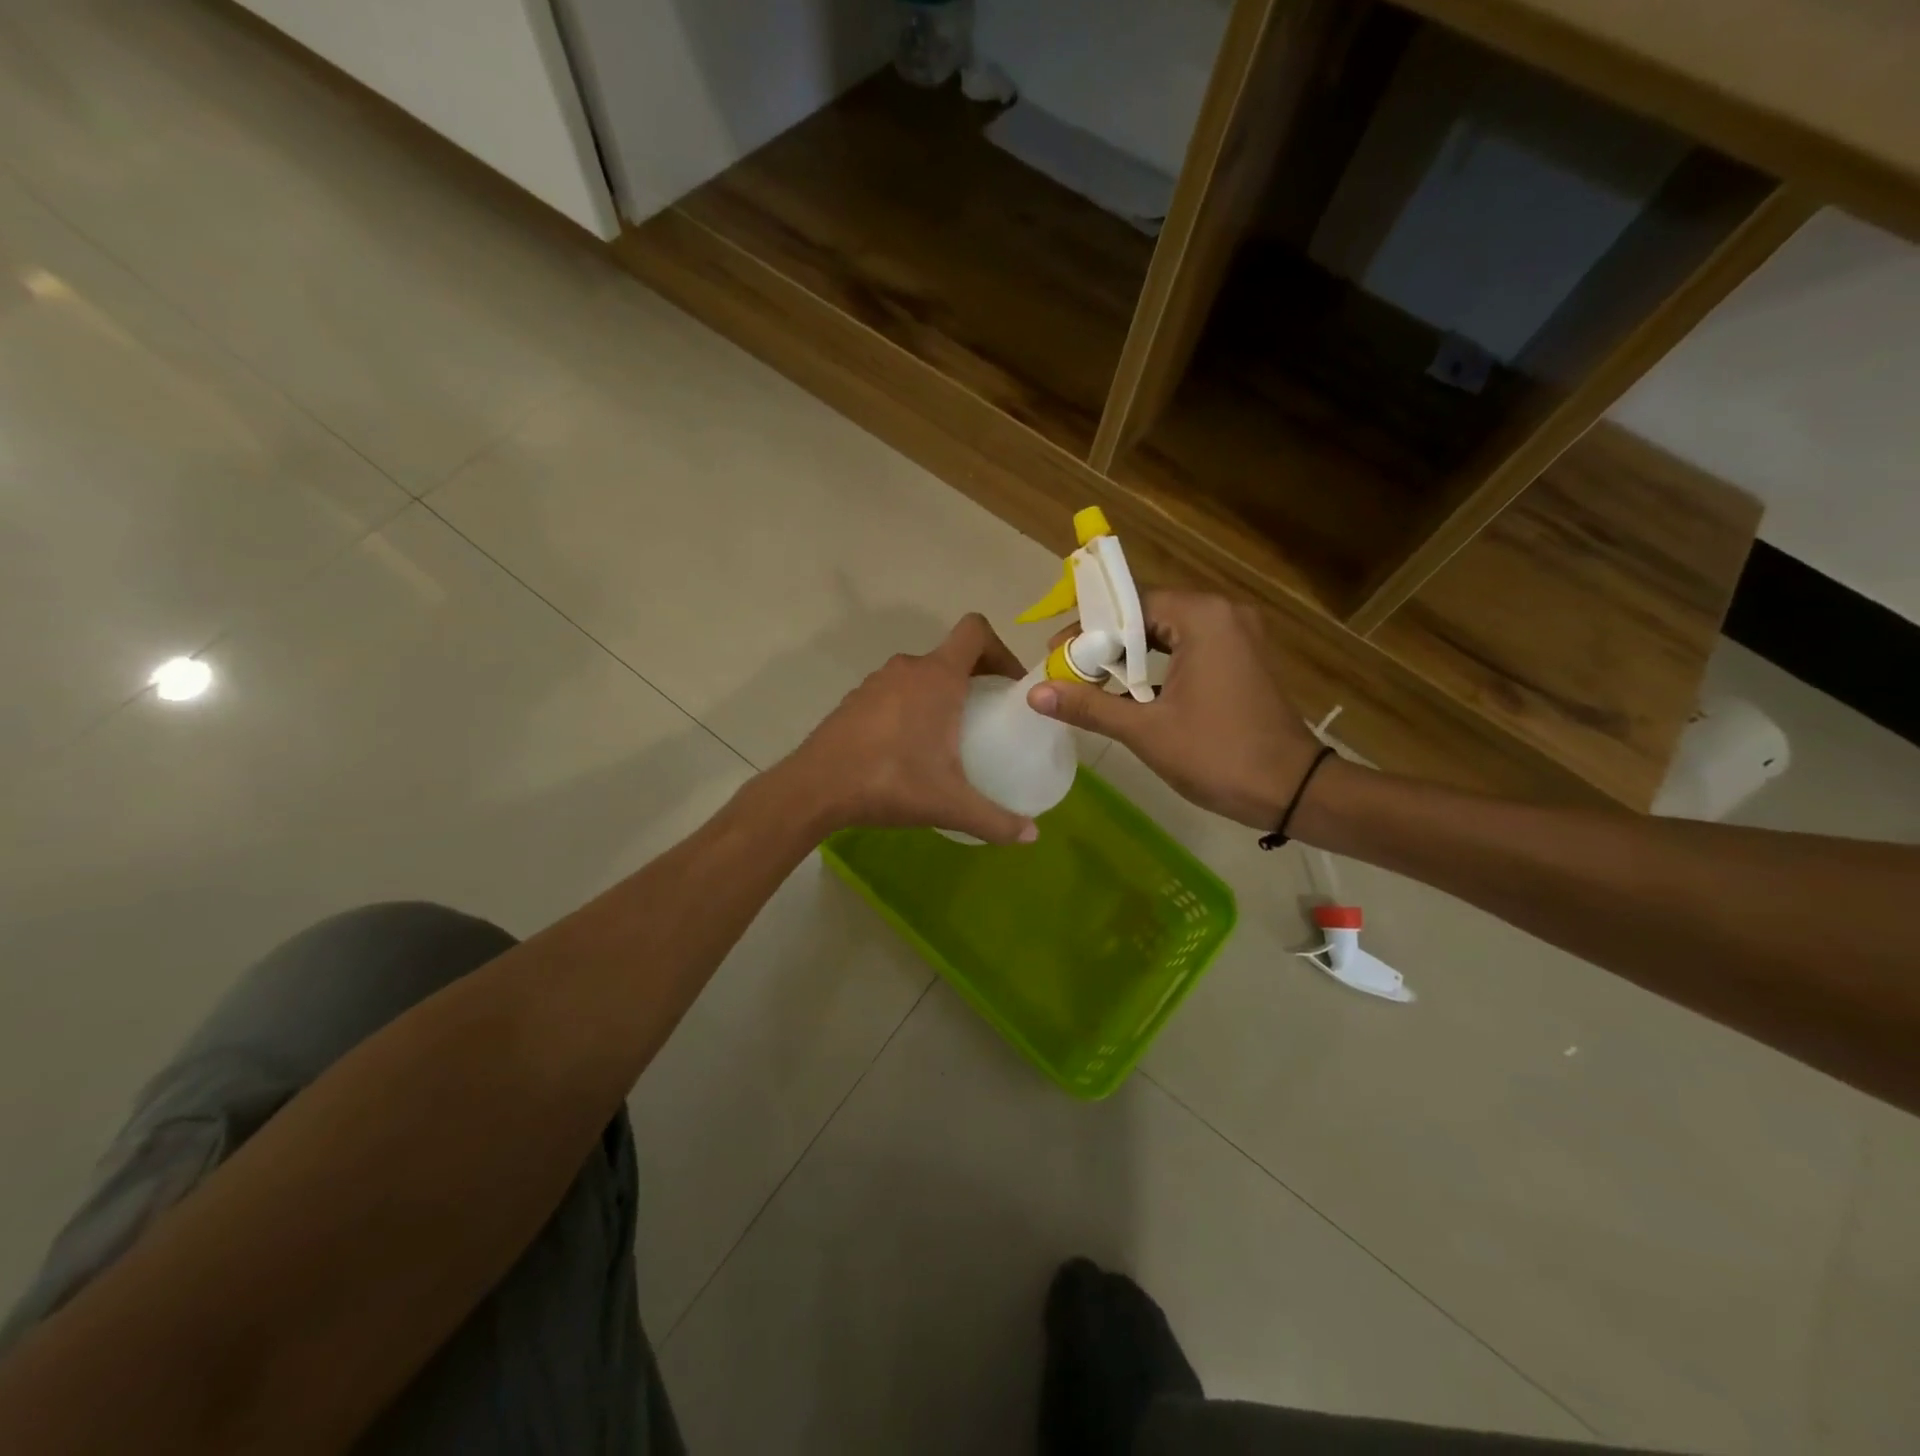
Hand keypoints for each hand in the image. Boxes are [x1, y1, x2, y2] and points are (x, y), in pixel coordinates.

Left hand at [786, 614, 1041, 845]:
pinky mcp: (855, 700)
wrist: (815, 788)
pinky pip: (895, 692)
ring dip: (941, 694)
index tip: (1009, 685)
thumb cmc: (890, 782)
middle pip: (952, 655)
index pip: (975, 631)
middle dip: (976, 678)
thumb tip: (1032, 836)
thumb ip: (996, 820)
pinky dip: (911, 707)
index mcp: (938, 677)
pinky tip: (908, 748)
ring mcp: (876, 682)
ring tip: (950, 735)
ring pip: (921, 675)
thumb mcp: (950, 804)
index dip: (1001, 649)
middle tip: (989, 716)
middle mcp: (908, 669)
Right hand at [1027, 591, 1319, 829]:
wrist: (1293, 790)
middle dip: (1105, 642)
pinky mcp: (1242, 657)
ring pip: (1167, 632)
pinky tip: (1131, 691)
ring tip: (1092, 681)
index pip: (1129, 604)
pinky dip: (1157, 664)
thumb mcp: (1145, 731)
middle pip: (1147, 614)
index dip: (1087, 628)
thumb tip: (1035, 693)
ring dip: (1129, 655)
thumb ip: (1089, 706)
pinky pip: (1188, 647)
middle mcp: (1223, 613)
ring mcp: (1238, 635)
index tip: (1056, 655)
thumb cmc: (1217, 756)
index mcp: (1202, 617)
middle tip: (1069, 669)